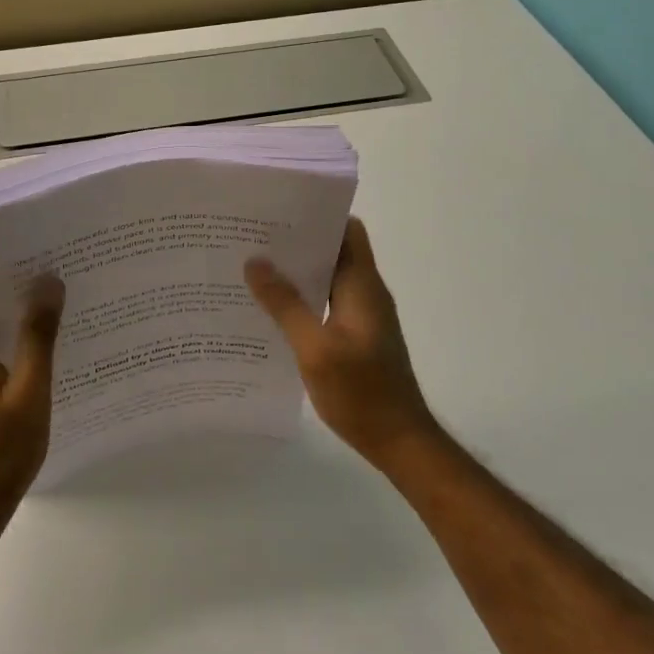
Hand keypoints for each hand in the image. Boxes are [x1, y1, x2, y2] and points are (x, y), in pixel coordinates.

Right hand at [245, 218, 438, 469]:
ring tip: (253, 268)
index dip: (318, 215)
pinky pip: (326, 303)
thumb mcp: (315, 349)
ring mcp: (363, 316)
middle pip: (334, 251)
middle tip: (253, 238)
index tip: (279, 211)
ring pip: (328, 278)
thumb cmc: (361, 392)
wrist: (400, 442)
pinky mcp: (356, 337)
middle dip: (297, 242)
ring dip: (297, 272)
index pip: (347, 230)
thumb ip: (285, 304)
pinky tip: (270, 310)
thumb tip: (255, 262)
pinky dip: (302, 299)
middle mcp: (365, 292)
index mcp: (362, 285)